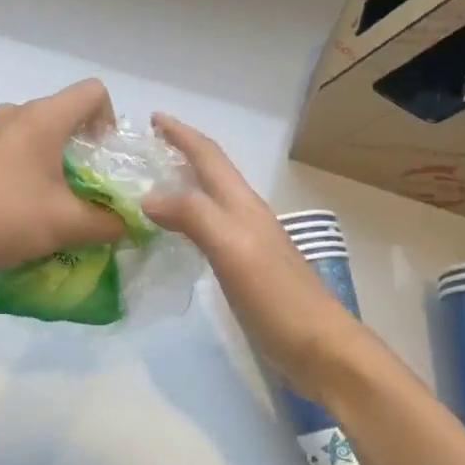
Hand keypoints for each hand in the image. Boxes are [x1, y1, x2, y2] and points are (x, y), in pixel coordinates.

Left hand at [0, 79, 127, 275]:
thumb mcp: (67, 225)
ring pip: (32, 131)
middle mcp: (13, 112)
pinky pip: (6, 147)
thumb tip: (129, 223)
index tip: (103, 158)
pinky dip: (19, 166)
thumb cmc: (4, 219)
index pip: (93, 91)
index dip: (109, 119)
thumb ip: (108, 222)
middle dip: (81, 147)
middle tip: (83, 188)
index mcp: (42, 118)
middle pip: (62, 113)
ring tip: (46, 200)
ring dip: (48, 158)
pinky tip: (11, 203)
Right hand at [141, 114, 366, 395]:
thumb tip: (148, 196)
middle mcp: (245, 215)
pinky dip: (187, 219)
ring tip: (151, 184)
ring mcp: (248, 242)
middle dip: (181, 153)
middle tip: (145, 148)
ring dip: (183, 184)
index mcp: (242, 204)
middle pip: (211, 173)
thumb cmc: (276, 296)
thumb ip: (193, 216)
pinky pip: (209, 229)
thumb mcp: (232, 249)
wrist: (318, 346)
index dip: (182, 134)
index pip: (208, 157)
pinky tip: (175, 234)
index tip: (153, 118)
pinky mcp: (246, 268)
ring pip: (210, 200)